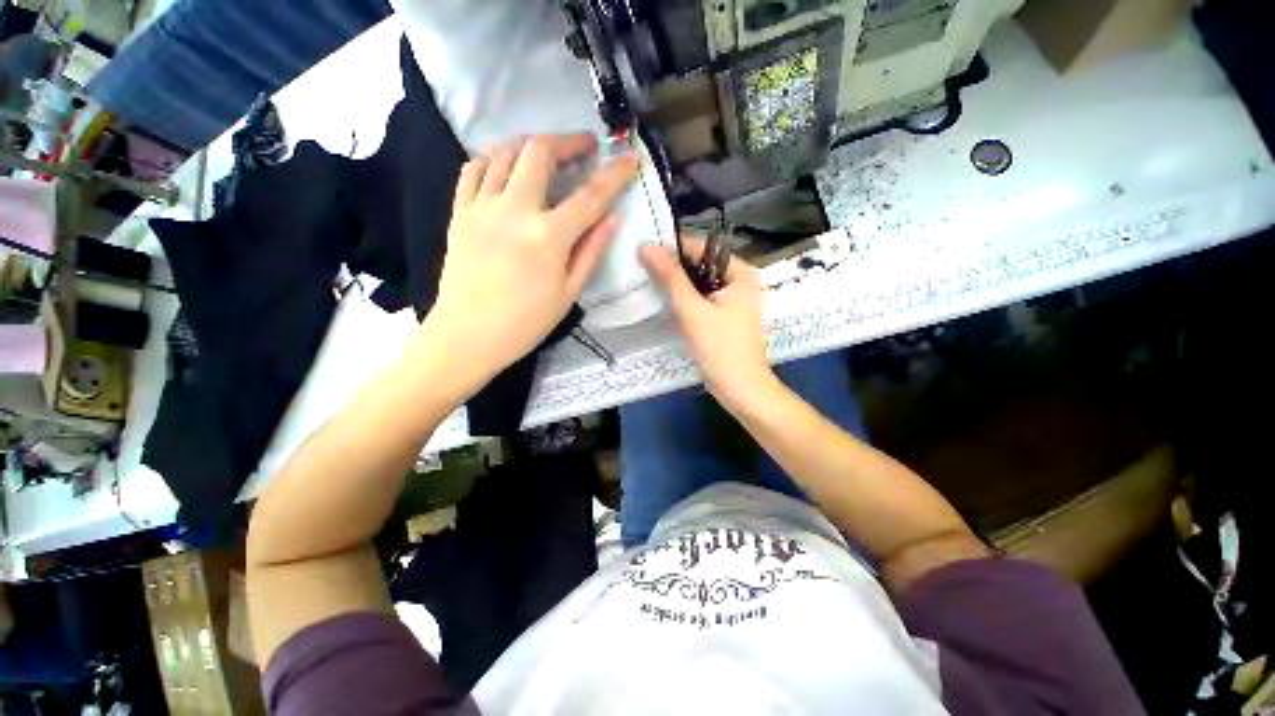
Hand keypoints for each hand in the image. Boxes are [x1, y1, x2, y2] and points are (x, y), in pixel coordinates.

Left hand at [418, 132, 639, 387]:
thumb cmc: (525, 323)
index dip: (614, 175)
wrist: (466, 336)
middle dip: (567, 141)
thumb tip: (613, 218)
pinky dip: (492, 159)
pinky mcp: (459, 213)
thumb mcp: (568, 293)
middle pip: (540, 152)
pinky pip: (472, 170)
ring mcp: (482, 207)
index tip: (630, 158)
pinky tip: (505, 168)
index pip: (590, 196)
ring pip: (504, 153)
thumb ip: (591, 251)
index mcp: (548, 236)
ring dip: (531, 145)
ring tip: (547, 154)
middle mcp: (514, 210)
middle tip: (584, 146)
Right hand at [640, 236, 772, 401]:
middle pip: (701, 265)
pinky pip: (701, 299)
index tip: (644, 251)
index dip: (673, 248)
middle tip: (642, 268)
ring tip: (647, 282)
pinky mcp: (724, 316)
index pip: (702, 247)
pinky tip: (664, 302)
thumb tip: (647, 246)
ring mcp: (732, 300)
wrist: (741, 389)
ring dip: (677, 284)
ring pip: (699, 283)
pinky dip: (684, 299)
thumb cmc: (720, 348)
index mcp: (740, 272)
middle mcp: (739, 281)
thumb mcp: (693, 310)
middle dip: (673, 267)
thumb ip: (671, 278)